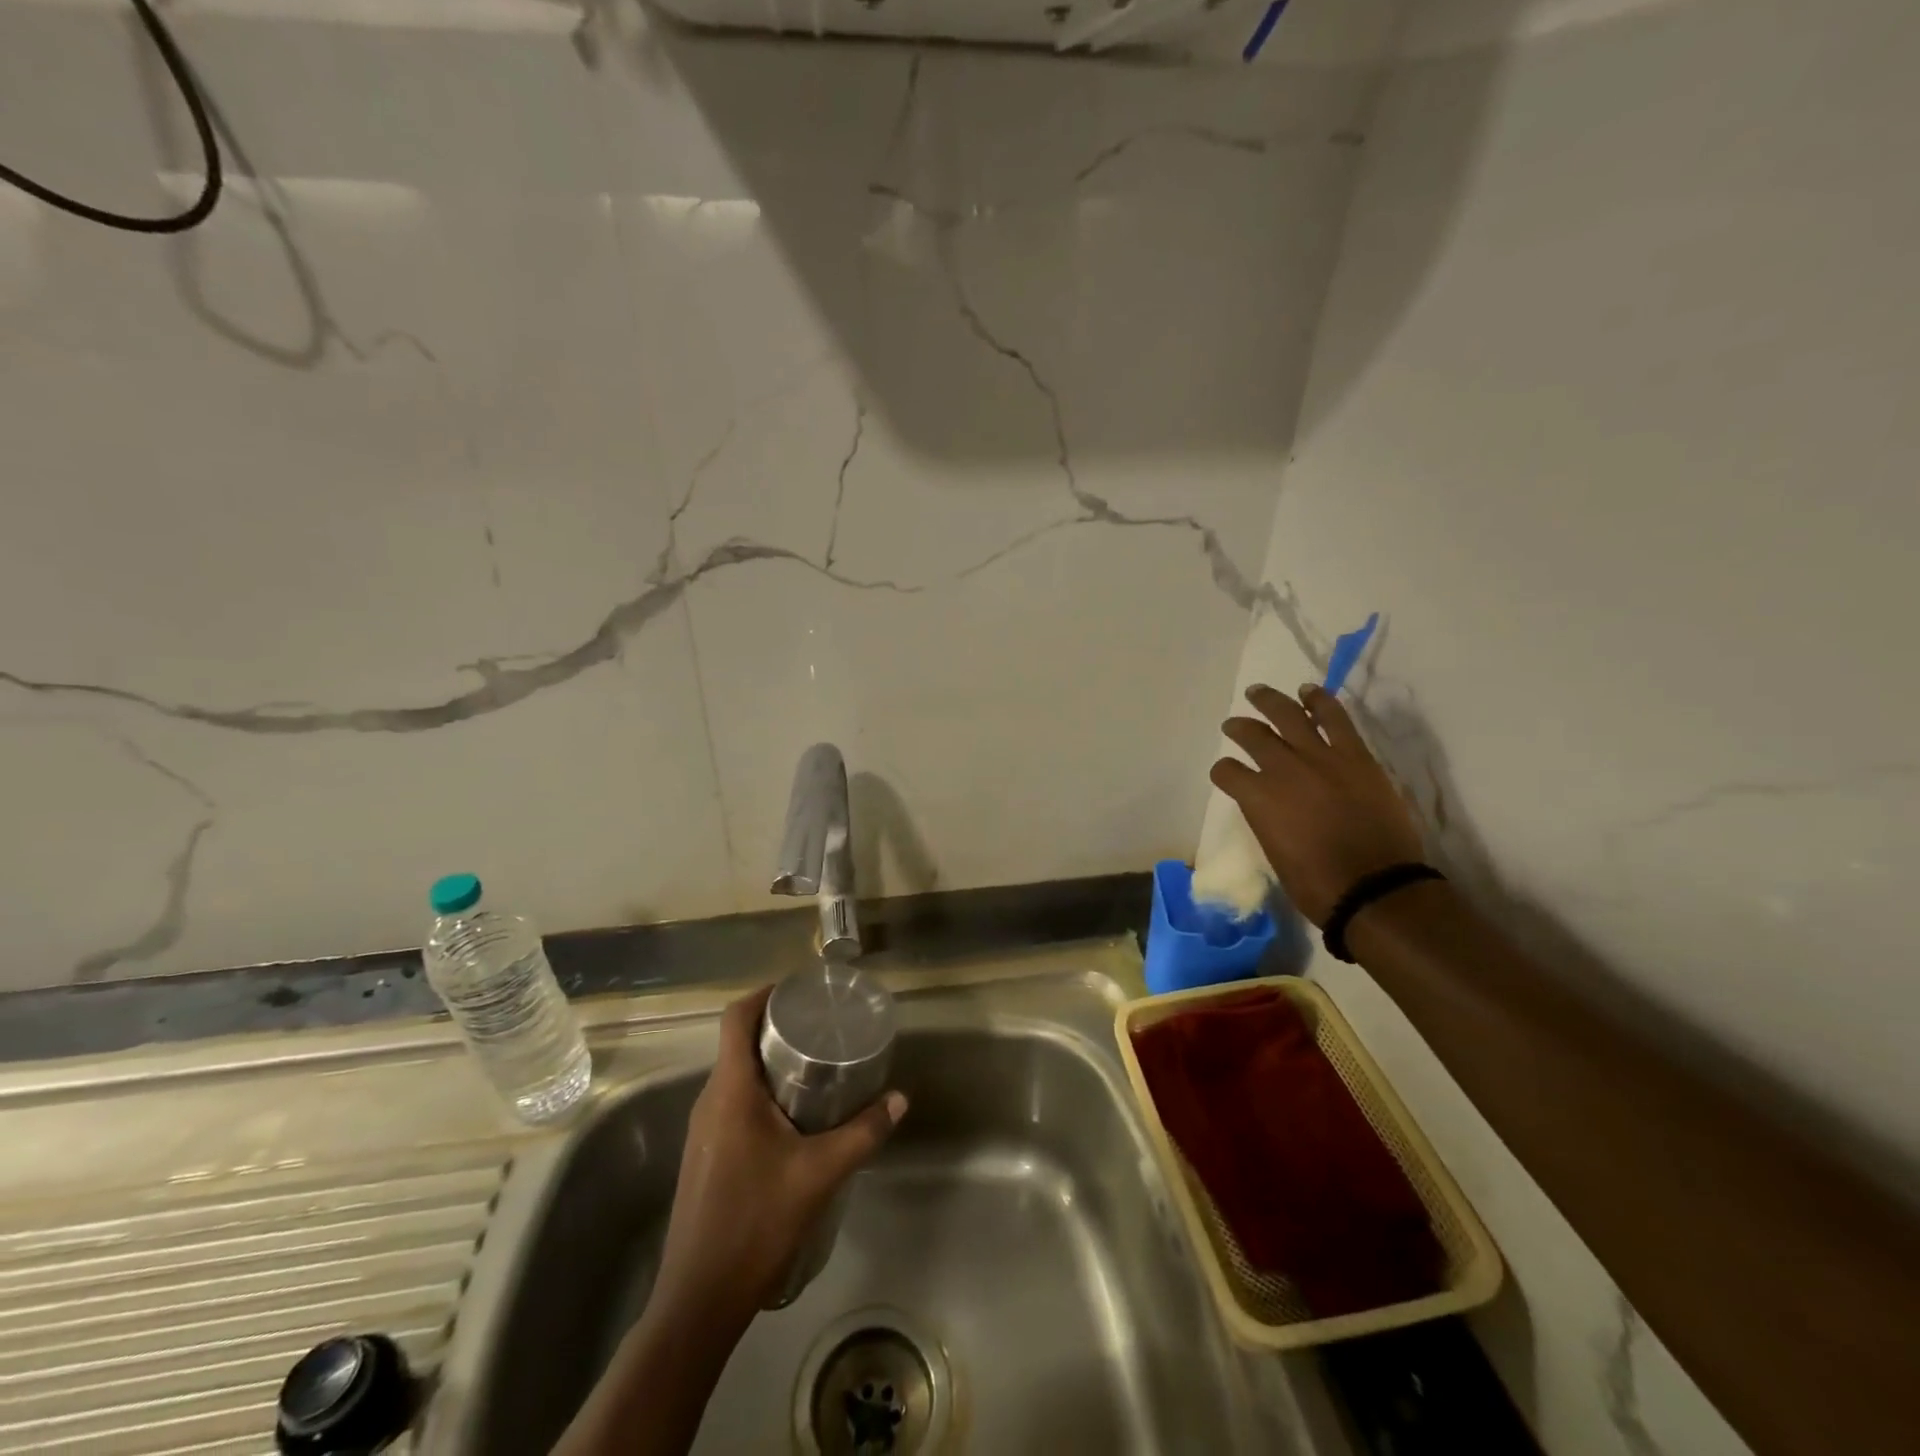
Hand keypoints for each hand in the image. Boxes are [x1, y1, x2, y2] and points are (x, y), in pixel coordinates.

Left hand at [654, 985, 906, 1324]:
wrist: (699, 1300)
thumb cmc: (756, 1222)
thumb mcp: (819, 1174)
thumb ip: (862, 1133)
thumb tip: (899, 1099)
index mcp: (730, 1090)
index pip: (736, 1017)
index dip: (765, 993)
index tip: (801, 990)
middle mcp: (710, 1101)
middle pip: (738, 1042)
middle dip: (778, 1027)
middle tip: (823, 1026)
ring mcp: (703, 1130)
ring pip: (736, 1075)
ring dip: (771, 1062)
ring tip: (817, 1065)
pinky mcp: (706, 1154)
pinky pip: (732, 1102)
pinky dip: (762, 1091)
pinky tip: (795, 1115)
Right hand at [1210, 683, 1425, 925]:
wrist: (1376, 887)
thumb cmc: (1316, 883)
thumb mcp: (1274, 851)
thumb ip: (1266, 819)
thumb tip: (1268, 805)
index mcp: (1258, 798)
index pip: (1227, 772)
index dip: (1223, 772)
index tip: (1227, 774)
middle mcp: (1283, 770)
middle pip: (1253, 736)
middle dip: (1239, 728)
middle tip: (1234, 724)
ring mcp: (1322, 758)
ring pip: (1290, 715)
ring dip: (1271, 701)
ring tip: (1259, 692)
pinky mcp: (1356, 757)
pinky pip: (1336, 719)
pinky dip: (1320, 702)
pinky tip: (1309, 692)